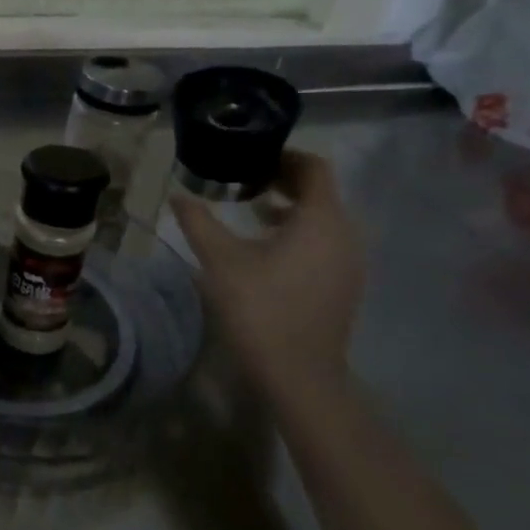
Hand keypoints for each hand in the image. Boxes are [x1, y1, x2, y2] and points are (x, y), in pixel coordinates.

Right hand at [174, 149, 364, 403]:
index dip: (283, 156)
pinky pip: (326, 244)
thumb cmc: (259, 307)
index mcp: (322, 219)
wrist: (297, 373)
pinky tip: (266, 251)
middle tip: (243, 182)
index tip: (250, 157)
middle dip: (283, 182)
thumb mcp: (219, 259)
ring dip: (290, 209)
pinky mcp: (345, 286)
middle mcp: (346, 234)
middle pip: (320, 192)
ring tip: (251, 214)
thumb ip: (199, 221)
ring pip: (324, 220)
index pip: (313, 168)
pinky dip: (300, 234)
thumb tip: (179, 196)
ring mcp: (350, 263)